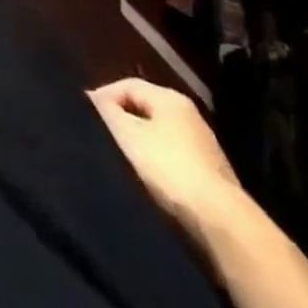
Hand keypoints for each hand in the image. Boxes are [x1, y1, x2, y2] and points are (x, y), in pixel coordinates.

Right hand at [89, 78, 242, 234]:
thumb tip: (93, 97)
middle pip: (145, 109)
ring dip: (139, 144)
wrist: (221, 222)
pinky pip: (173, 158)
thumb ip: (107, 111)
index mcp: (170, 98)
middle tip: (101, 136)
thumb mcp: (128, 135)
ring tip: (120, 159)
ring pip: (160, 135)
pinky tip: (147, 180)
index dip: (104, 96)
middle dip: (122, 120)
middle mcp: (190, 115)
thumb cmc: (168, 168)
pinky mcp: (211, 176)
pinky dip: (157, 163)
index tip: (86, 116)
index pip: (128, 84)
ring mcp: (204, 146)